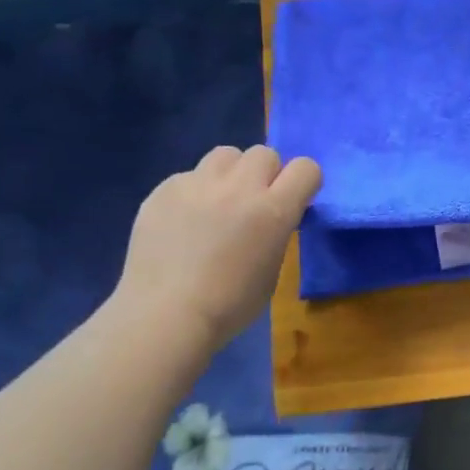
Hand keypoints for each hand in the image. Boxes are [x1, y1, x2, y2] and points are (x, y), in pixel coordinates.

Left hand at [112, 145, 320, 349]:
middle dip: (266, 174)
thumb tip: (269, 217)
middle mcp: (239, 188)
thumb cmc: (230, 305)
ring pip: (225, 155)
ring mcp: (197, 184)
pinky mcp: (163, 190)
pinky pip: (189, 176)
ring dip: (231, 174)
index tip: (295, 201)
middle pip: (264, 153)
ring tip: (220, 203)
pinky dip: (195, 192)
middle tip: (255, 203)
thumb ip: (276, 232)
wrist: (165, 315)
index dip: (304, 182)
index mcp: (274, 211)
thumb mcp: (272, 269)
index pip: (306, 168)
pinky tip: (184, 222)